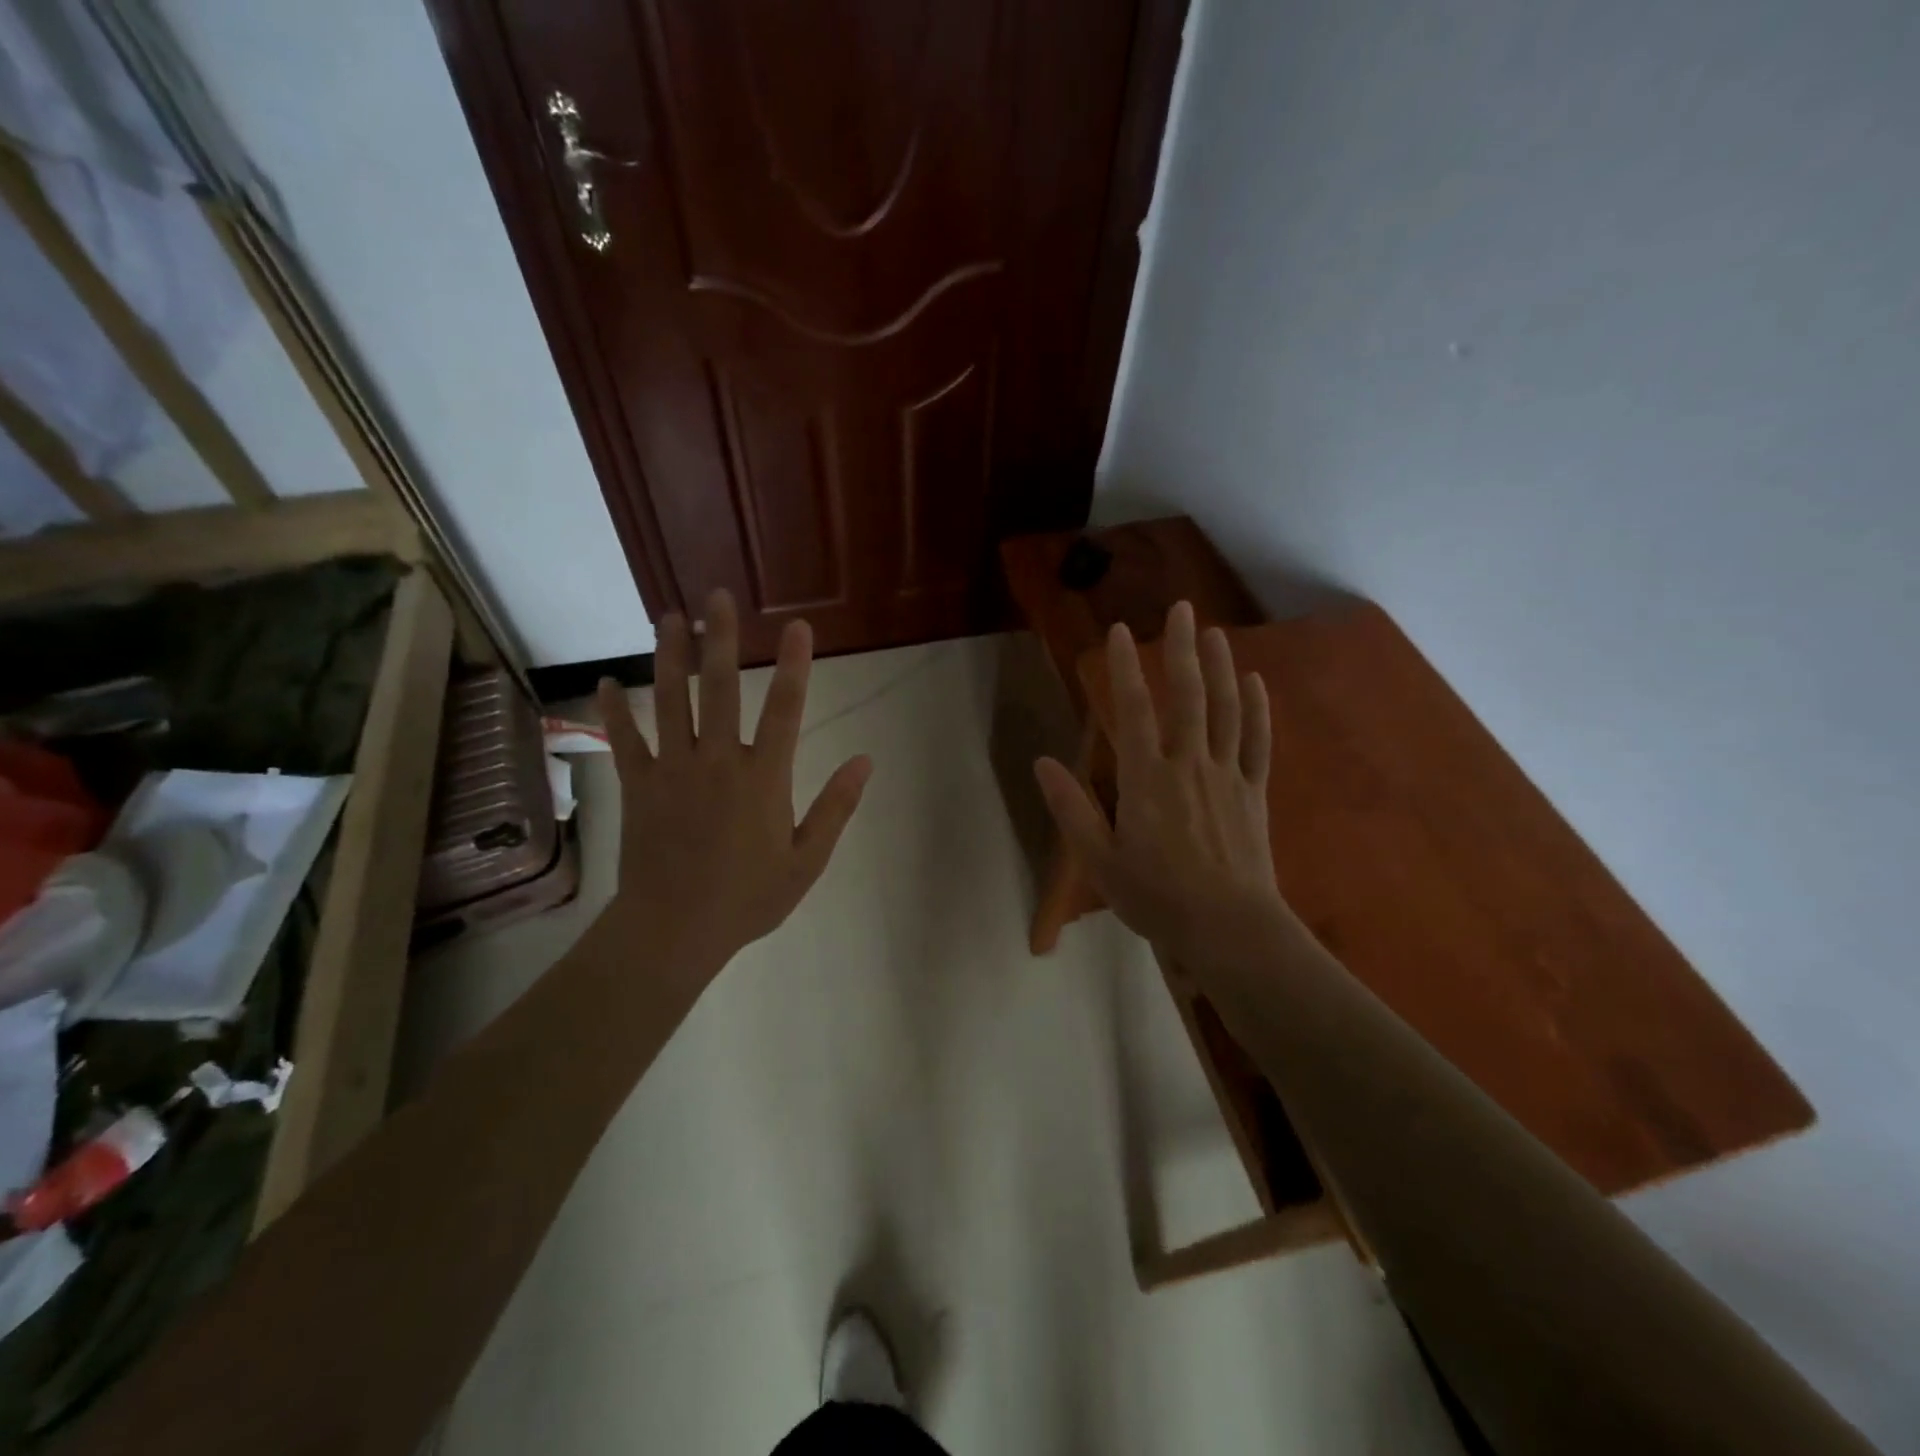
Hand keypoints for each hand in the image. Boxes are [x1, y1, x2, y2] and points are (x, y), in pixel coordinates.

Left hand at [596, 590, 870, 984]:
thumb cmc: (748, 898)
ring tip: (668, 616)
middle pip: (720, 688)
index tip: (799, 626)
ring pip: (670, 701)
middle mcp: (717, 760)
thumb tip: (864, 761)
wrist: (674, 930)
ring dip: (669, 656)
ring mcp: (673, 770)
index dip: (795, 664)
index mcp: (763, 777)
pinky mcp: (638, 785)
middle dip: (721, 638)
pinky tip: (606, 682)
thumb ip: (836, 807)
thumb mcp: (807, 861)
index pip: (785, 709)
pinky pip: (624, 740)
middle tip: (718, 596)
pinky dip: (614, 711)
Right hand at [1034, 602, 1301, 970]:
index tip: (1120, 631)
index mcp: (1147, 778)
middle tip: (1182, 608)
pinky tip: (1254, 683)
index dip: (1125, 667)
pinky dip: (1256, 710)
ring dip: (1220, 667)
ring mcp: (1227, 776)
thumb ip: (1071, 808)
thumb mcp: (1100, 860)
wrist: (1230, 929)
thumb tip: (1042, 762)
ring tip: (1215, 632)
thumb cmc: (1157, 897)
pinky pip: (1257, 743)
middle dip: (1182, 649)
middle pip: (1187, 696)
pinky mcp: (1254, 793)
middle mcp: (1189, 764)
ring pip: (1225, 710)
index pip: (1133, 709)